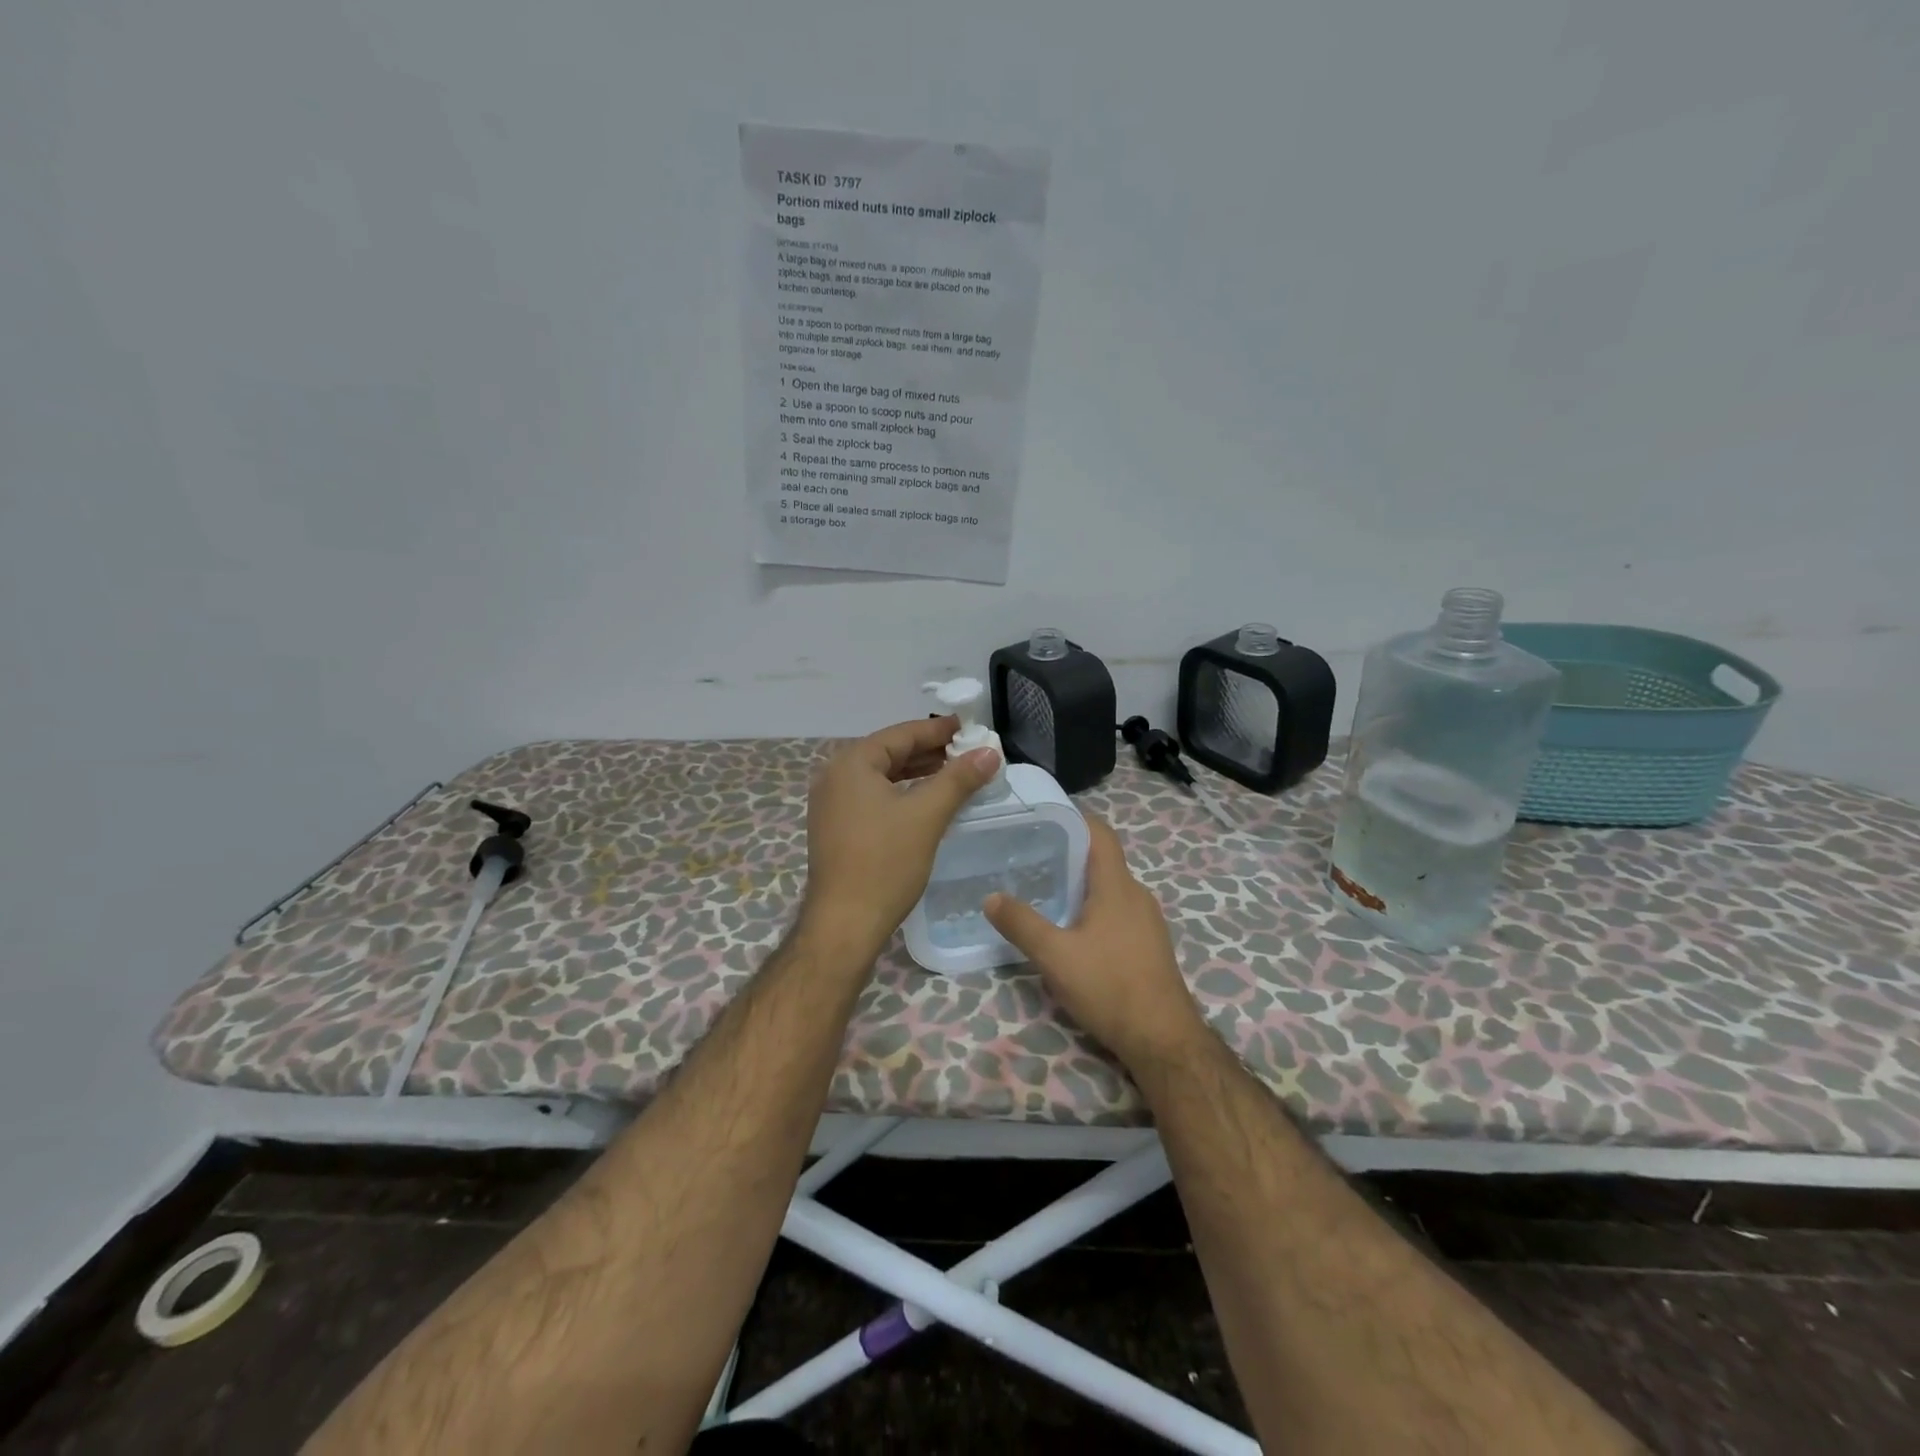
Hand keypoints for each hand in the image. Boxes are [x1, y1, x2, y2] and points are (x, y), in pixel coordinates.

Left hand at [802, 716, 1000, 960]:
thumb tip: (989, 752)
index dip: (938, 729)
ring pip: (881, 777)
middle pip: (889, 753)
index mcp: (851, 763)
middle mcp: (835, 776)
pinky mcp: (835, 828)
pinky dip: (900, 794)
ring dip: (916, 774)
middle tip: (967, 752)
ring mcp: (831, 804)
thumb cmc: (884, 863)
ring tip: (953, 774)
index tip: (969, 727)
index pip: (901, 734)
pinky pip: (872, 797)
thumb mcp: (927, 815)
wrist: (843, 924)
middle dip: (929, 752)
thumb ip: (959, 779)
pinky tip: (925, 803)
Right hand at [984, 817, 1205, 1065]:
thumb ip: (1021, 923)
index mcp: (1117, 885)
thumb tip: (991, 897)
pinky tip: (1071, 931)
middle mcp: (1136, 894)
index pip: (1099, 832)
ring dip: (1079, 886)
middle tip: (1028, 859)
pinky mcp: (1149, 944)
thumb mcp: (1055, 956)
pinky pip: (1117, 911)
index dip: (1072, 819)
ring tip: (1043, 893)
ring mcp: (1147, 920)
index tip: (1039, 820)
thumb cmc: (1109, 987)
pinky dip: (1093, 909)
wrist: (1163, 1040)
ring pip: (1109, 888)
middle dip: (1067, 855)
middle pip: (1102, 860)